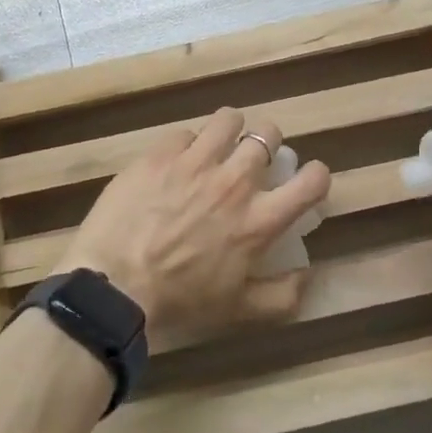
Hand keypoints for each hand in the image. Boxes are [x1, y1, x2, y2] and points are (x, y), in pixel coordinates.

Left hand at [55, 108, 331, 350]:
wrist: (115, 285)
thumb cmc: (180, 301)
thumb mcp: (240, 312)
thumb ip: (283, 295)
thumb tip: (307, 274)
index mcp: (260, 220)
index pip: (311, 181)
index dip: (316, 175)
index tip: (307, 179)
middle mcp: (235, 182)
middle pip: (269, 135)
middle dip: (268, 142)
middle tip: (254, 158)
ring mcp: (196, 162)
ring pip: (229, 120)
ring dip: (231, 129)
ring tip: (220, 143)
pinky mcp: (161, 154)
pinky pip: (185, 132)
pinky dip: (187, 144)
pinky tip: (177, 160)